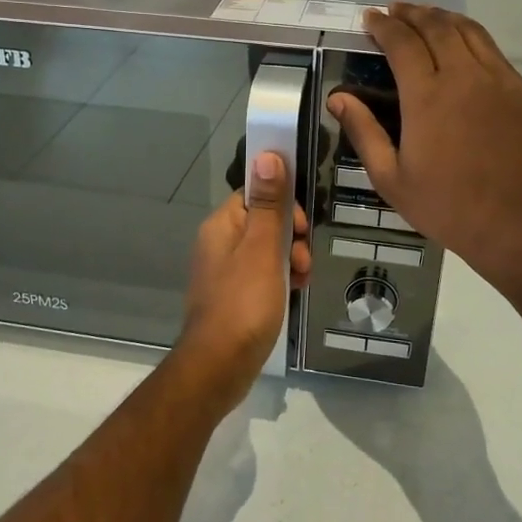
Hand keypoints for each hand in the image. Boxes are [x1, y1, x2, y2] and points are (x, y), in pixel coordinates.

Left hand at [174, 152, 310, 399]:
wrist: (218, 367)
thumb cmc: (243, 304)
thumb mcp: (262, 249)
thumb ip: (268, 203)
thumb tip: (267, 154)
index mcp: (221, 225)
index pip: (255, 193)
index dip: (282, 203)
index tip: (301, 226)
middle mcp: (219, 243)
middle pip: (263, 221)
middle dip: (291, 235)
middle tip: (303, 258)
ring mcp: (225, 272)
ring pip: (267, 249)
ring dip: (290, 258)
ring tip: (301, 279)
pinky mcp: (234, 296)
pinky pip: (263, 274)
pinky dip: (281, 278)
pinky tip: (294, 292)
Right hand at [329, 5, 521, 286]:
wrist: (515, 225)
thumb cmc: (445, 206)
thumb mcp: (390, 178)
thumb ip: (364, 132)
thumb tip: (338, 97)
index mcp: (427, 96)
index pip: (402, 42)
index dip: (384, 25)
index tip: (371, 18)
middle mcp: (465, 77)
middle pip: (437, 27)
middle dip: (412, 13)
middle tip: (395, 10)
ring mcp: (500, 82)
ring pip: (470, 33)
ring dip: (444, 18)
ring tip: (427, 15)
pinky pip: (495, 54)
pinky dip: (472, 40)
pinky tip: (464, 47)